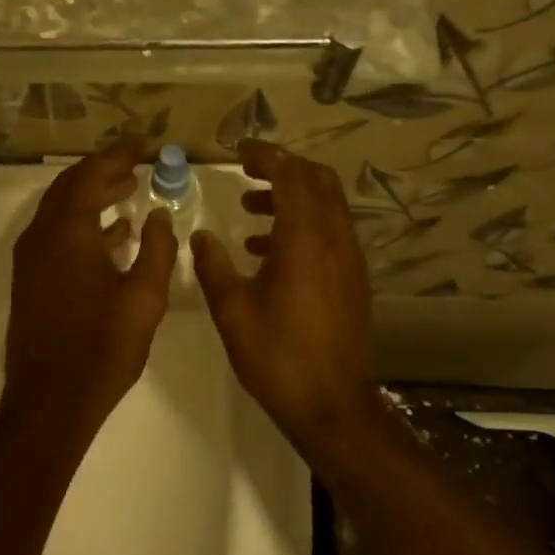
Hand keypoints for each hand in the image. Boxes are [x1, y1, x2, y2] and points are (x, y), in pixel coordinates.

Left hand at [3, 137, 176, 438]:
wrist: (50, 399)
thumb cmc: (102, 346)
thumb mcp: (144, 297)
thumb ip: (157, 249)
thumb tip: (159, 215)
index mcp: (68, 231)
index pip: (91, 175)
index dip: (118, 156)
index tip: (143, 145)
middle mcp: (42, 236)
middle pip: (70, 188)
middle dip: (102, 172)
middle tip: (136, 166)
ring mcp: (31, 259)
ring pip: (61, 212)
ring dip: (92, 198)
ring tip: (128, 193)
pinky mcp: (31, 281)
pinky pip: (56, 236)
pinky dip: (82, 226)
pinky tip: (112, 237)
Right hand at [191, 140, 378, 451]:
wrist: (332, 404)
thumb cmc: (277, 356)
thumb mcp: (233, 310)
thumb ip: (214, 266)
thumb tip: (201, 235)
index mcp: (306, 240)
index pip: (292, 177)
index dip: (267, 156)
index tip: (241, 150)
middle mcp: (335, 241)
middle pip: (318, 182)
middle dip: (284, 168)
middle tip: (248, 171)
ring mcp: (349, 261)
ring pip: (327, 207)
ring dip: (292, 197)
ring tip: (250, 207)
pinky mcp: (353, 281)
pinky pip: (330, 233)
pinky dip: (303, 225)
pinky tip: (268, 251)